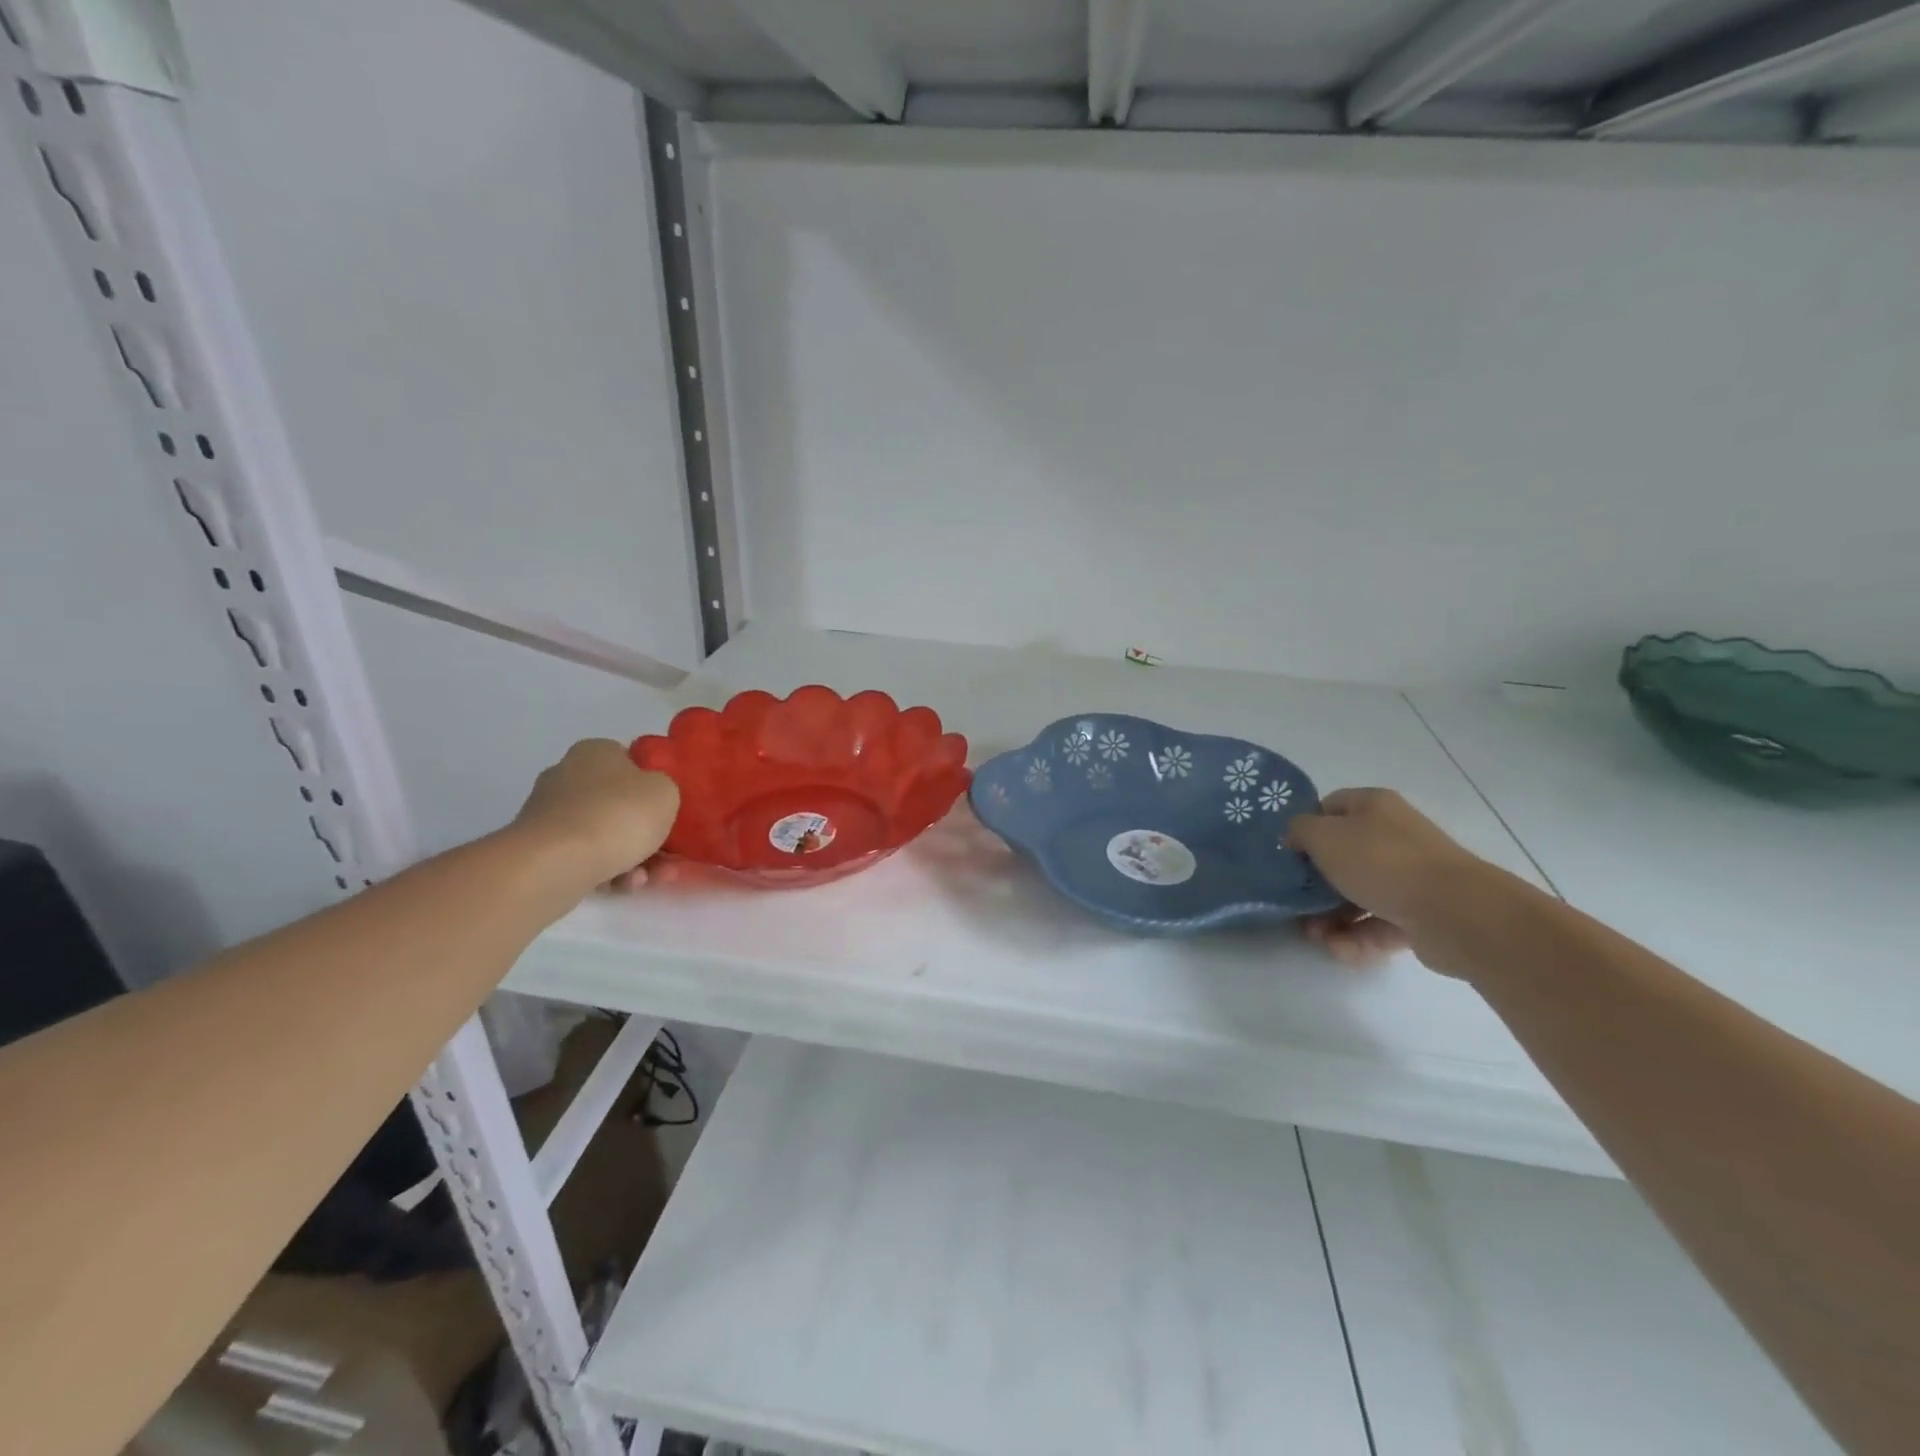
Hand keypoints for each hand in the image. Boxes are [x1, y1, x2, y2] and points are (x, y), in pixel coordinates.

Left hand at [513, 739, 679, 891]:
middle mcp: (567, 775)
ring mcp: (549, 814)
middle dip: (645, 833)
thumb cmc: (618, 816)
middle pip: (619, 804)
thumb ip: (664, 789)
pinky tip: (620, 885)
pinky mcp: (539, 849)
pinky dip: (607, 871)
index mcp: (595, 751)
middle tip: (666, 856)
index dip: (653, 786)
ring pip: (605, 835)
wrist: (556, 863)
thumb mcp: (666, 792)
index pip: (630, 762)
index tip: (668, 811)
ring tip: (648, 879)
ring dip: (632, 857)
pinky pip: (585, 857)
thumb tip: (649, 797)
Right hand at [1287, 788, 1484, 967]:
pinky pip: (1378, 924)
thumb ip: (1299, 831)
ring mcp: (1410, 877)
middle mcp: (1394, 836)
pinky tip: (1341, 949)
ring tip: (1316, 936)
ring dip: (1331, 917)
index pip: (1330, 807)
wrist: (1455, 913)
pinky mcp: (1420, 915)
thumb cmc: (1381, 862)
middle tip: (1296, 903)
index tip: (1288, 854)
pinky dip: (1357, 938)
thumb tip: (1296, 839)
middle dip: (1315, 885)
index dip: (1306, 828)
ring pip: (1358, 894)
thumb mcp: (1324, 836)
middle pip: (1342, 857)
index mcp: (1374, 807)